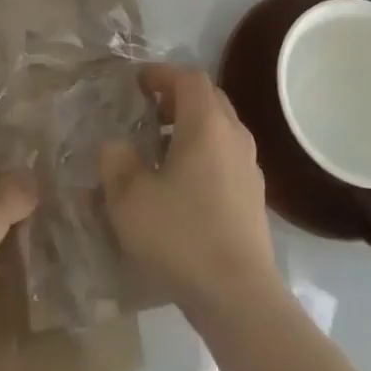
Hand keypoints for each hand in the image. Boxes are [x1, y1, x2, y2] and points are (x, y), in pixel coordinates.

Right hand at [99, 65, 282, 316]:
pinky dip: (204, 154)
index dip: (161, 73)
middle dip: (177, 97)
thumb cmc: (182, 236)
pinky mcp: (254, 195)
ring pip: (219, 127)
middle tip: (148, 112)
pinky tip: (184, 186)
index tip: (137, 82)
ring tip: (161, 150)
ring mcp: (249, 165)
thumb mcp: (129, 199)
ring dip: (191, 127)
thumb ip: (115, 161)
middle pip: (207, 97)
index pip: (187, 76)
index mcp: (206, 122)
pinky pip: (227, 155)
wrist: (239, 297)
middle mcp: (233, 133)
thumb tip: (116, 145)